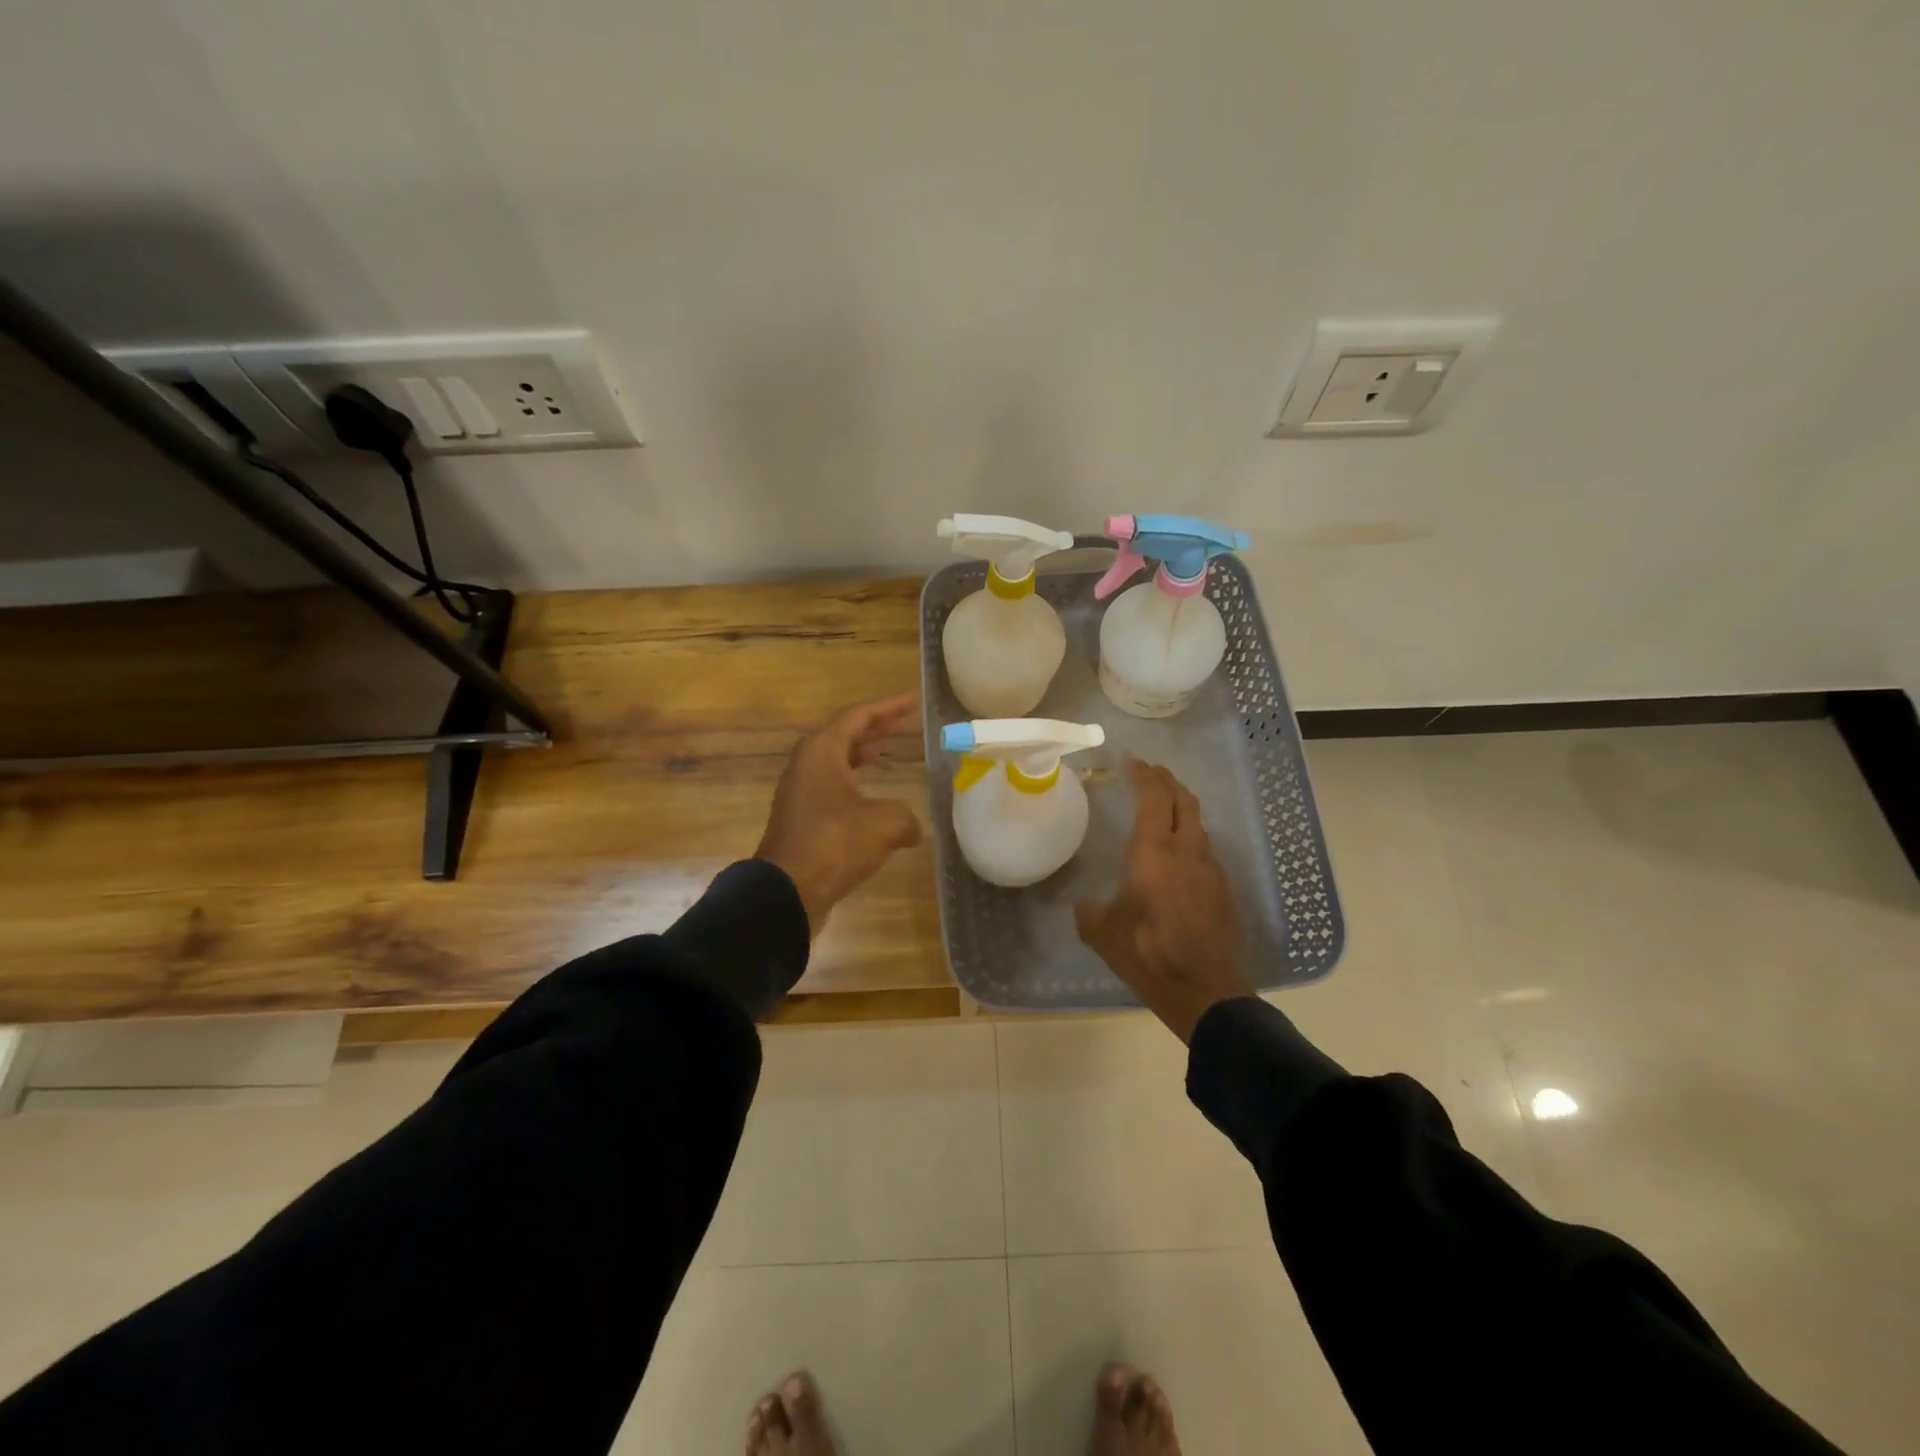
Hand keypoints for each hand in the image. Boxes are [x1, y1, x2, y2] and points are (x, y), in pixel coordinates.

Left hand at [756, 692, 923, 934]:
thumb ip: (906, 816)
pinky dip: (856, 780)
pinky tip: (874, 797)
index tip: (915, 700)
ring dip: (865, 754)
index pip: (859, 716)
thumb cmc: (835, 844)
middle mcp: (807, 764)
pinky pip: (833, 786)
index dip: (889, 707)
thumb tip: (911, 828)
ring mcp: (801, 791)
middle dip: (880, 728)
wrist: (787, 891)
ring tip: (889, 752)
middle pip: (847, 735)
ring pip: (838, 761)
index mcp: (821, 751)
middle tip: (910, 724)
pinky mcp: (802, 817)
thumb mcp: (885, 824)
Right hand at [1075, 760, 1253, 1042]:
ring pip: (1199, 824)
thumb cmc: (1148, 954)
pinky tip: (1179, 853)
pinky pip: (1206, 849)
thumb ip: (1089, 911)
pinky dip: (1190, 836)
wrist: (1205, 991)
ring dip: (1182, 808)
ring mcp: (1211, 870)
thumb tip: (1084, 903)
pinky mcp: (1224, 890)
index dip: (1145, 775)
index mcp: (1155, 853)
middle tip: (1151, 773)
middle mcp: (1187, 851)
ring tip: (1164, 808)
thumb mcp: (1103, 933)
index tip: (1133, 762)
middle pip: (1184, 801)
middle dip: (1167, 781)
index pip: (1154, 798)